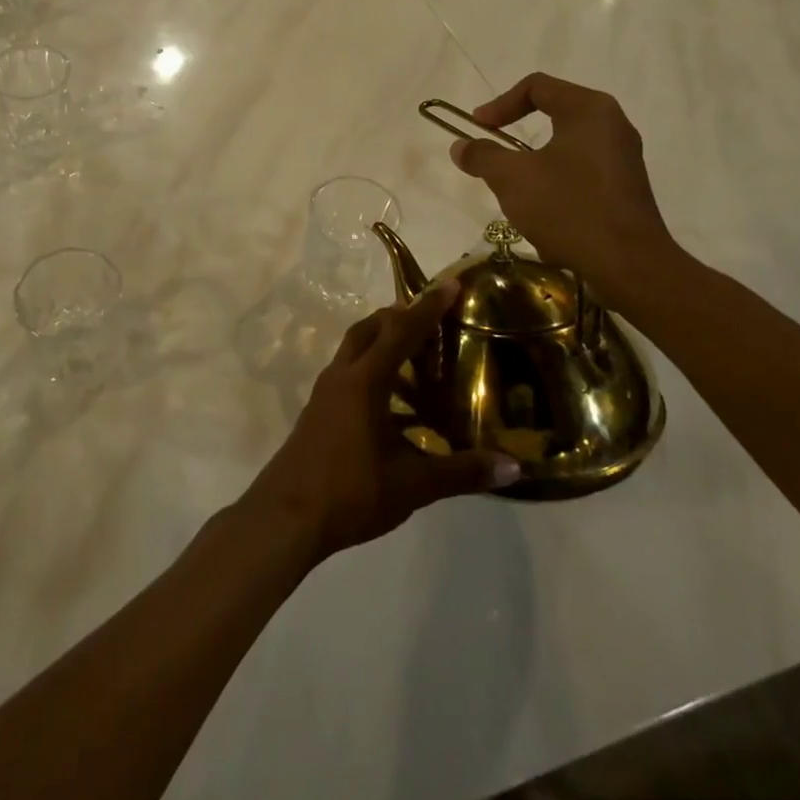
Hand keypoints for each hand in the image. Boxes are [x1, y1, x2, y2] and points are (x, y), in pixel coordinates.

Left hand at [241, 281, 519, 564]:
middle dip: (400, 317)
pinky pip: (349, 374)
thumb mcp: (412, 485)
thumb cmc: (350, 492)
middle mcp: (342, 375)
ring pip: (356, 350)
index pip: (401, 331)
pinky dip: (373, 371)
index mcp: (365, 380)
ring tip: (419, 360)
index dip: (428, 307)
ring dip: (384, 344)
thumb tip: (513, 467)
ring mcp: (325, 392)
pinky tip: (394, 405)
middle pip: (370, 329)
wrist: (286, 516)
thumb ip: (461, 472)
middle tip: (433, 319)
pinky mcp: (318, 410)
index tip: (450, 283)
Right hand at [448, 72, 677, 306]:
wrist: (629, 265)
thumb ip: (482, 156)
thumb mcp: (512, 179)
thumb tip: (460, 146)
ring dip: (534, 162)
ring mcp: (623, 157)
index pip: (537, 87)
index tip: (478, 128)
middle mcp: (612, 125)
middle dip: (516, 134)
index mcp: (588, 110)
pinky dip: (556, 182)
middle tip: (493, 152)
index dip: (500, 104)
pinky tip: (543, 214)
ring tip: (514, 188)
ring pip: (566, 146)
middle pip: (554, 113)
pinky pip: (582, 172)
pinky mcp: (626, 187)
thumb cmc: (568, 208)